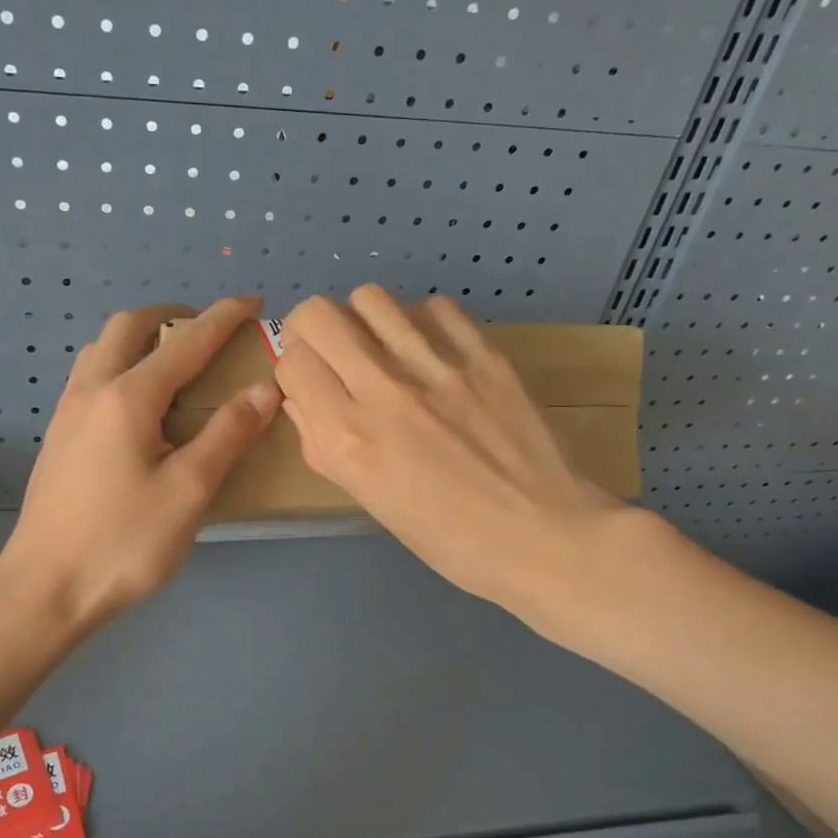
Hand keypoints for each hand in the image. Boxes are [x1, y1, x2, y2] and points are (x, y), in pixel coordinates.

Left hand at [0, 297, 280, 634]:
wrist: (43, 590)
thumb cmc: (122, 543)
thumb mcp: (189, 491)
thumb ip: (228, 434)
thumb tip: (264, 390)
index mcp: (127, 398)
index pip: (185, 343)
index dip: (223, 319)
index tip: (253, 302)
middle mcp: (91, 391)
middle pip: (128, 327)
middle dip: (172, 316)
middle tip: (208, 331)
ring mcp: (67, 414)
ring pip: (101, 350)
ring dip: (141, 339)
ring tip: (175, 362)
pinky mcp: (58, 438)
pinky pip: (91, 378)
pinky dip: (122, 365)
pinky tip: (139, 405)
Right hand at [274, 286, 630, 626]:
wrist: (544, 537)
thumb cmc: (449, 539)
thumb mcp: (370, 501)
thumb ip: (324, 446)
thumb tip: (300, 399)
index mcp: (349, 438)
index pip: (292, 361)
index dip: (295, 370)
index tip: (312, 385)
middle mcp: (383, 392)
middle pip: (317, 315)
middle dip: (311, 331)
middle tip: (332, 355)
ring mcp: (436, 367)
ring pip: (370, 298)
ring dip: (363, 321)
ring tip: (382, 349)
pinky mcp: (483, 355)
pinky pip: (433, 307)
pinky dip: (420, 322)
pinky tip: (432, 352)